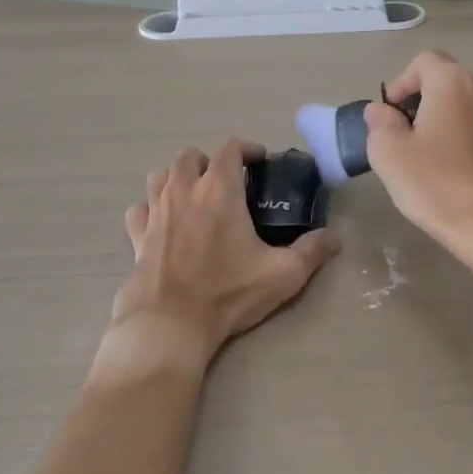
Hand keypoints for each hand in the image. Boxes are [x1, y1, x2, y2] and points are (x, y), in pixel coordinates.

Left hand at [107, 139, 338, 372]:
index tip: (261, 162)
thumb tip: (336, 237)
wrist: (170, 325)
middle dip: (210, 161)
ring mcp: (155, 212)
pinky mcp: (136, 237)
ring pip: (160, 176)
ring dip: (178, 178)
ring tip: (194, 196)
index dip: (247, 149)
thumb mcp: (283, 274)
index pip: (230, 149)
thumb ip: (313, 251)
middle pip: (190, 156)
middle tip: (228, 181)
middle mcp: (183, 191)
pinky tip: (162, 223)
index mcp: (219, 190)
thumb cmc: (228, 293)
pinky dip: (150, 208)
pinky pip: (139, 209)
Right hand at [363, 51, 472, 262]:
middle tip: (399, 139)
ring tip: (420, 158)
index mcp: (453, 81)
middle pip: (441, 82)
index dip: (400, 85)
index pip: (422, 62)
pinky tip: (445, 170)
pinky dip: (455, 137)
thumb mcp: (388, 152)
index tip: (388, 117)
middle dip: (417, 103)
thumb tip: (382, 112)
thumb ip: (379, 123)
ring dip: (436, 121)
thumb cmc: (436, 183)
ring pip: (458, 105)